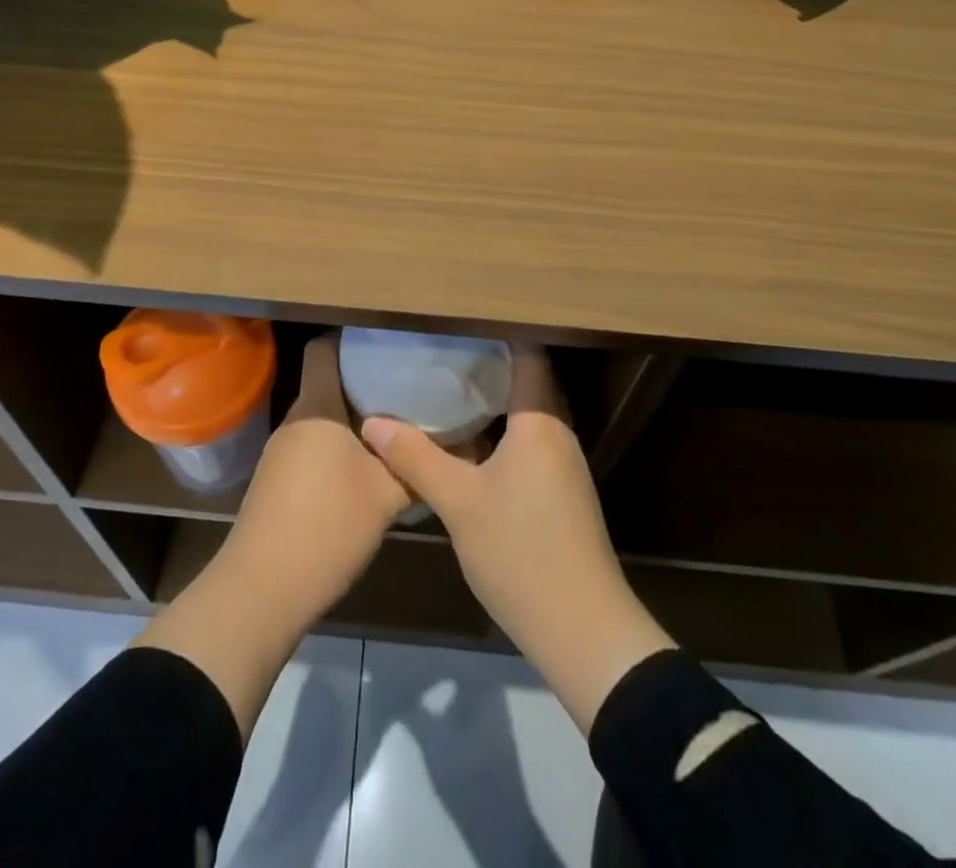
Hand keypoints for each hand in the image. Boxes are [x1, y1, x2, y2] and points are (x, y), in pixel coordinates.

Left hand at [222, 330, 411, 620]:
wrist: (263, 590)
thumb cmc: (328, 526)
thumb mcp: (387, 495)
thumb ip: (419, 465)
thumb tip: (464, 444)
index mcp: (317, 406)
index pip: (325, 348)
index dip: (355, 340)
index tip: (393, 346)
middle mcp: (295, 419)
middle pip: (328, 382)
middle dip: (366, 382)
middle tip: (410, 386)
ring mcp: (282, 451)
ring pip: (324, 417)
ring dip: (355, 419)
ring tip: (398, 424)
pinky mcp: (278, 480)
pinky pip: (314, 445)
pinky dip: (340, 446)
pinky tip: (369, 466)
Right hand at [361, 346, 672, 733]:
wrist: (583, 631)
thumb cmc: (521, 553)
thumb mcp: (459, 503)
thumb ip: (416, 457)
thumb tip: (373, 422)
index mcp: (539, 422)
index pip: (527, 355)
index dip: (494, 334)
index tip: (455, 325)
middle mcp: (558, 433)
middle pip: (526, 382)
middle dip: (486, 366)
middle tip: (440, 354)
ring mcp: (563, 465)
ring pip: (527, 414)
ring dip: (493, 401)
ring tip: (445, 389)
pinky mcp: (561, 492)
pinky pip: (529, 442)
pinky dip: (501, 432)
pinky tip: (467, 442)